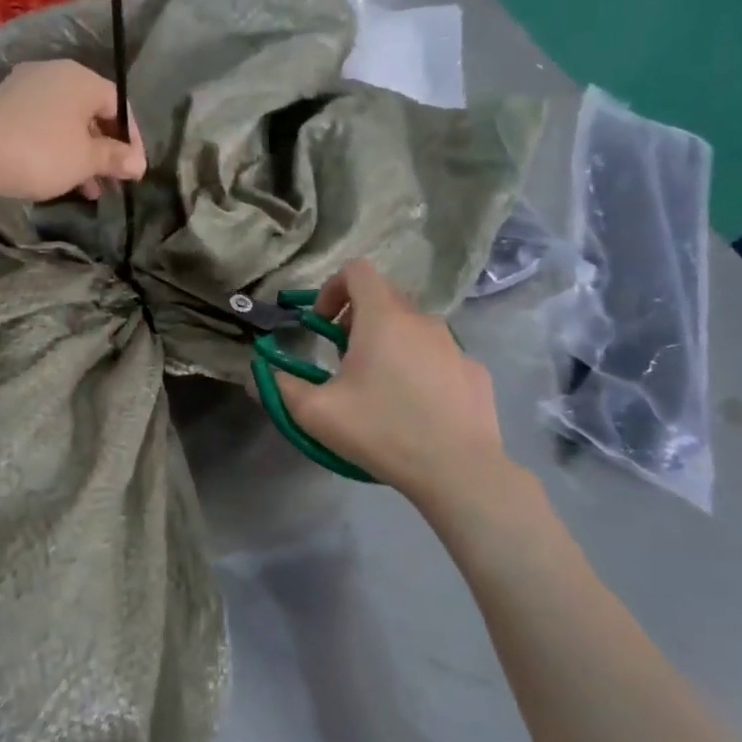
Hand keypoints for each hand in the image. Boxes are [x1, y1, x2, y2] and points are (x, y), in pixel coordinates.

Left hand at [0, 61, 146, 203]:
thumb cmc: (40, 152)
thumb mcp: (85, 160)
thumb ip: (114, 158)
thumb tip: (139, 163)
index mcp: (80, 78)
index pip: (118, 104)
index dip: (132, 138)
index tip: (133, 170)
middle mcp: (52, 74)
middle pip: (90, 112)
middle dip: (104, 149)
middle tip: (112, 182)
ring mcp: (22, 88)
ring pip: (64, 122)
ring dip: (80, 155)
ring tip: (88, 190)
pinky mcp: (0, 106)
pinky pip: (40, 125)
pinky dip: (54, 149)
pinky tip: (56, 177)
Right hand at [274, 260, 528, 523]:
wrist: (458, 470)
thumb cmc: (381, 430)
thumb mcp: (316, 413)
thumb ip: (283, 385)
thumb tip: (267, 371)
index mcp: (382, 318)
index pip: (357, 270)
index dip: (331, 288)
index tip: (321, 324)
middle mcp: (421, 320)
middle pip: (384, 297)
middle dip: (355, 318)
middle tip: (342, 357)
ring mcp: (454, 345)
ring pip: (412, 328)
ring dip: (388, 343)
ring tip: (378, 387)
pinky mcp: (474, 371)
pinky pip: (438, 356)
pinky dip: (419, 367)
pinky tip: (415, 407)